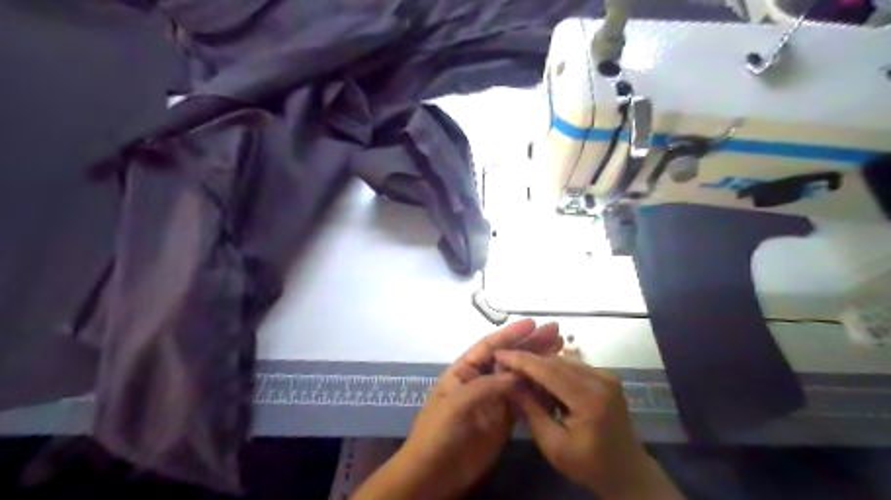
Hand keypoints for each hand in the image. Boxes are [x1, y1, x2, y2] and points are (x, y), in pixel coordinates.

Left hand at [352, 320, 557, 499]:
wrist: (435, 474)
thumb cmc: (438, 432)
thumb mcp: (456, 404)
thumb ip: (486, 386)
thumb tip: (518, 373)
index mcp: (464, 370)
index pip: (489, 346)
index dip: (510, 334)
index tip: (533, 324)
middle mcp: (480, 379)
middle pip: (508, 358)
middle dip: (530, 344)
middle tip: (555, 332)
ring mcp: (494, 399)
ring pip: (519, 376)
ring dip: (537, 363)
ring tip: (560, 348)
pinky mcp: (504, 418)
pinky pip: (523, 399)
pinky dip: (538, 389)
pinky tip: (553, 380)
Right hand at [494, 351, 682, 499]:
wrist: (626, 471)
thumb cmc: (587, 464)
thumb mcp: (553, 444)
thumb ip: (531, 410)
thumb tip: (508, 382)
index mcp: (589, 399)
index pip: (548, 370)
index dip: (521, 360)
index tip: (498, 354)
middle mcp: (600, 380)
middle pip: (556, 361)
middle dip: (528, 360)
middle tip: (504, 363)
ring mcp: (606, 376)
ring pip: (564, 360)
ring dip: (540, 364)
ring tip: (520, 371)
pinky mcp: (606, 376)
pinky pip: (574, 365)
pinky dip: (555, 369)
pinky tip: (542, 378)